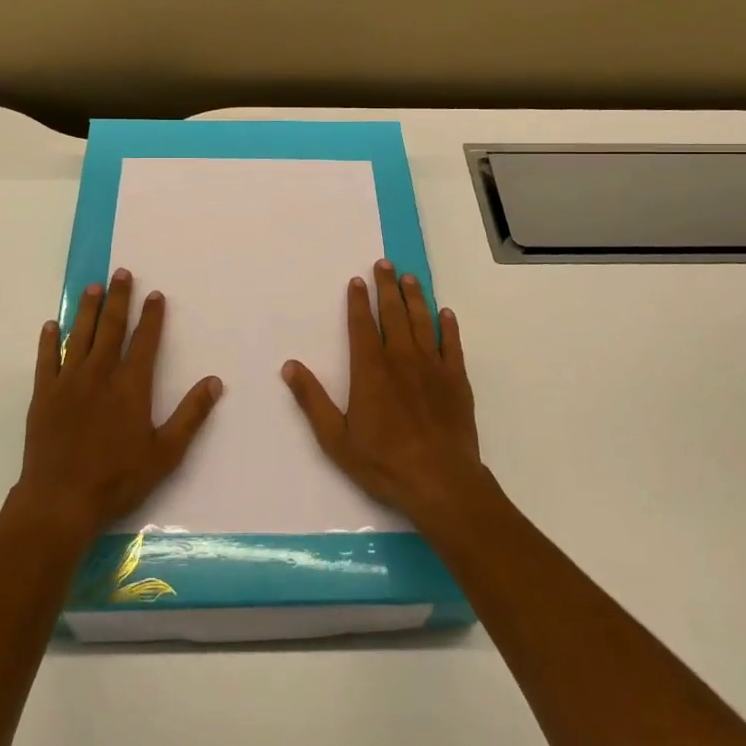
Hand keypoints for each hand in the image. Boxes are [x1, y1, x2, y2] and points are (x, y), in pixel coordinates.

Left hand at [13, 268, 222, 545]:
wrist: (60, 501)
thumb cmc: (117, 479)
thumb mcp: (165, 453)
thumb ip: (190, 415)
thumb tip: (215, 382)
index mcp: (131, 385)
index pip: (145, 340)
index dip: (152, 316)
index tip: (155, 294)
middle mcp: (100, 374)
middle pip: (111, 327)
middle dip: (118, 298)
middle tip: (121, 272)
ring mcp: (68, 382)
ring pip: (79, 335)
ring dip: (87, 309)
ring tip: (92, 287)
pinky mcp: (44, 395)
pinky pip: (46, 360)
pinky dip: (49, 341)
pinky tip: (51, 326)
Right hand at [282, 258, 487, 532]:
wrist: (441, 482)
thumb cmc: (383, 462)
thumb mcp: (336, 438)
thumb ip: (312, 400)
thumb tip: (289, 366)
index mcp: (370, 369)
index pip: (362, 325)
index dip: (358, 301)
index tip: (357, 280)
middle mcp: (401, 358)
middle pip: (393, 313)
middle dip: (387, 287)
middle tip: (385, 263)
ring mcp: (432, 367)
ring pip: (422, 321)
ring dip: (415, 297)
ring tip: (410, 278)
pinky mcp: (456, 380)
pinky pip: (452, 344)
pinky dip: (448, 326)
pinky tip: (446, 313)